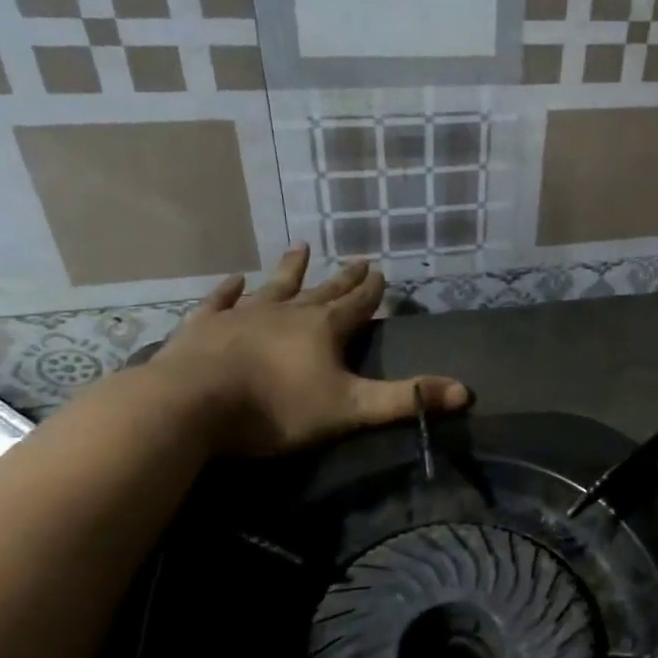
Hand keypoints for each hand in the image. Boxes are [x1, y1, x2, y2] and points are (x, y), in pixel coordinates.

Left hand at [152, 246, 469, 453]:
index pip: (357, 304)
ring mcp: (243, 316)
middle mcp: (287, 313)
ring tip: (301, 247)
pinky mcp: (204, 327)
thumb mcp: (351, 409)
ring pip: (274, 286)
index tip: (381, 270)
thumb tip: (467, 392)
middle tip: (358, 258)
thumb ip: (407, 399)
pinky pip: (220, 301)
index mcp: (323, 329)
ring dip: (290, 269)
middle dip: (343, 277)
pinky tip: (235, 279)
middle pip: (322, 290)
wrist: (190, 406)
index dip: (372, 290)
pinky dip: (229, 290)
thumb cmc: (276, 410)